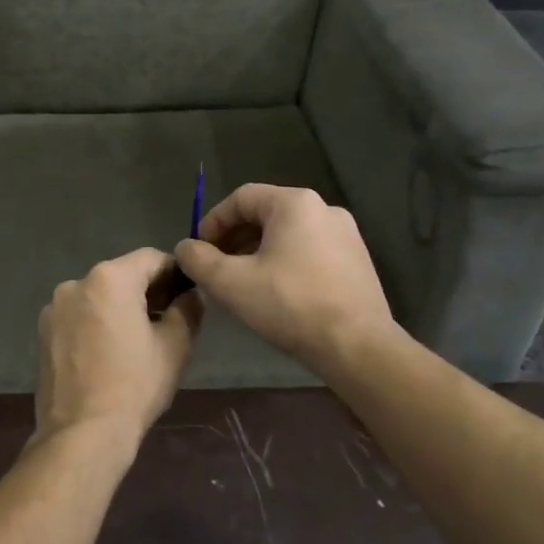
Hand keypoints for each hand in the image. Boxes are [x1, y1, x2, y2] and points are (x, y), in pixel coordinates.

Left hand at [34, 248, 202, 449]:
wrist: (82, 433)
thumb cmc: (134, 385)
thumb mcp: (175, 345)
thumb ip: (187, 309)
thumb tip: (191, 295)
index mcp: (109, 278)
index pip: (151, 258)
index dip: (174, 273)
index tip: (188, 295)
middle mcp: (76, 283)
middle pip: (121, 276)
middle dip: (147, 291)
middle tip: (169, 319)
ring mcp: (54, 308)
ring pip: (98, 297)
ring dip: (119, 308)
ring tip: (137, 341)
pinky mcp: (43, 333)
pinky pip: (79, 316)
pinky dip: (97, 324)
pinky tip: (109, 353)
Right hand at [174, 184, 395, 377]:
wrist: (357, 345)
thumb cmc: (290, 305)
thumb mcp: (231, 283)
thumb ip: (199, 260)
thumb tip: (185, 248)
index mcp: (294, 204)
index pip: (241, 198)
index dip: (213, 222)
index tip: (199, 251)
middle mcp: (324, 209)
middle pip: (266, 214)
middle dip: (234, 239)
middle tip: (216, 268)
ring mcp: (346, 234)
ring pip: (288, 234)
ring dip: (258, 252)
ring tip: (242, 283)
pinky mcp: (357, 260)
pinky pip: (310, 250)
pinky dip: (285, 262)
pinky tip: (276, 293)